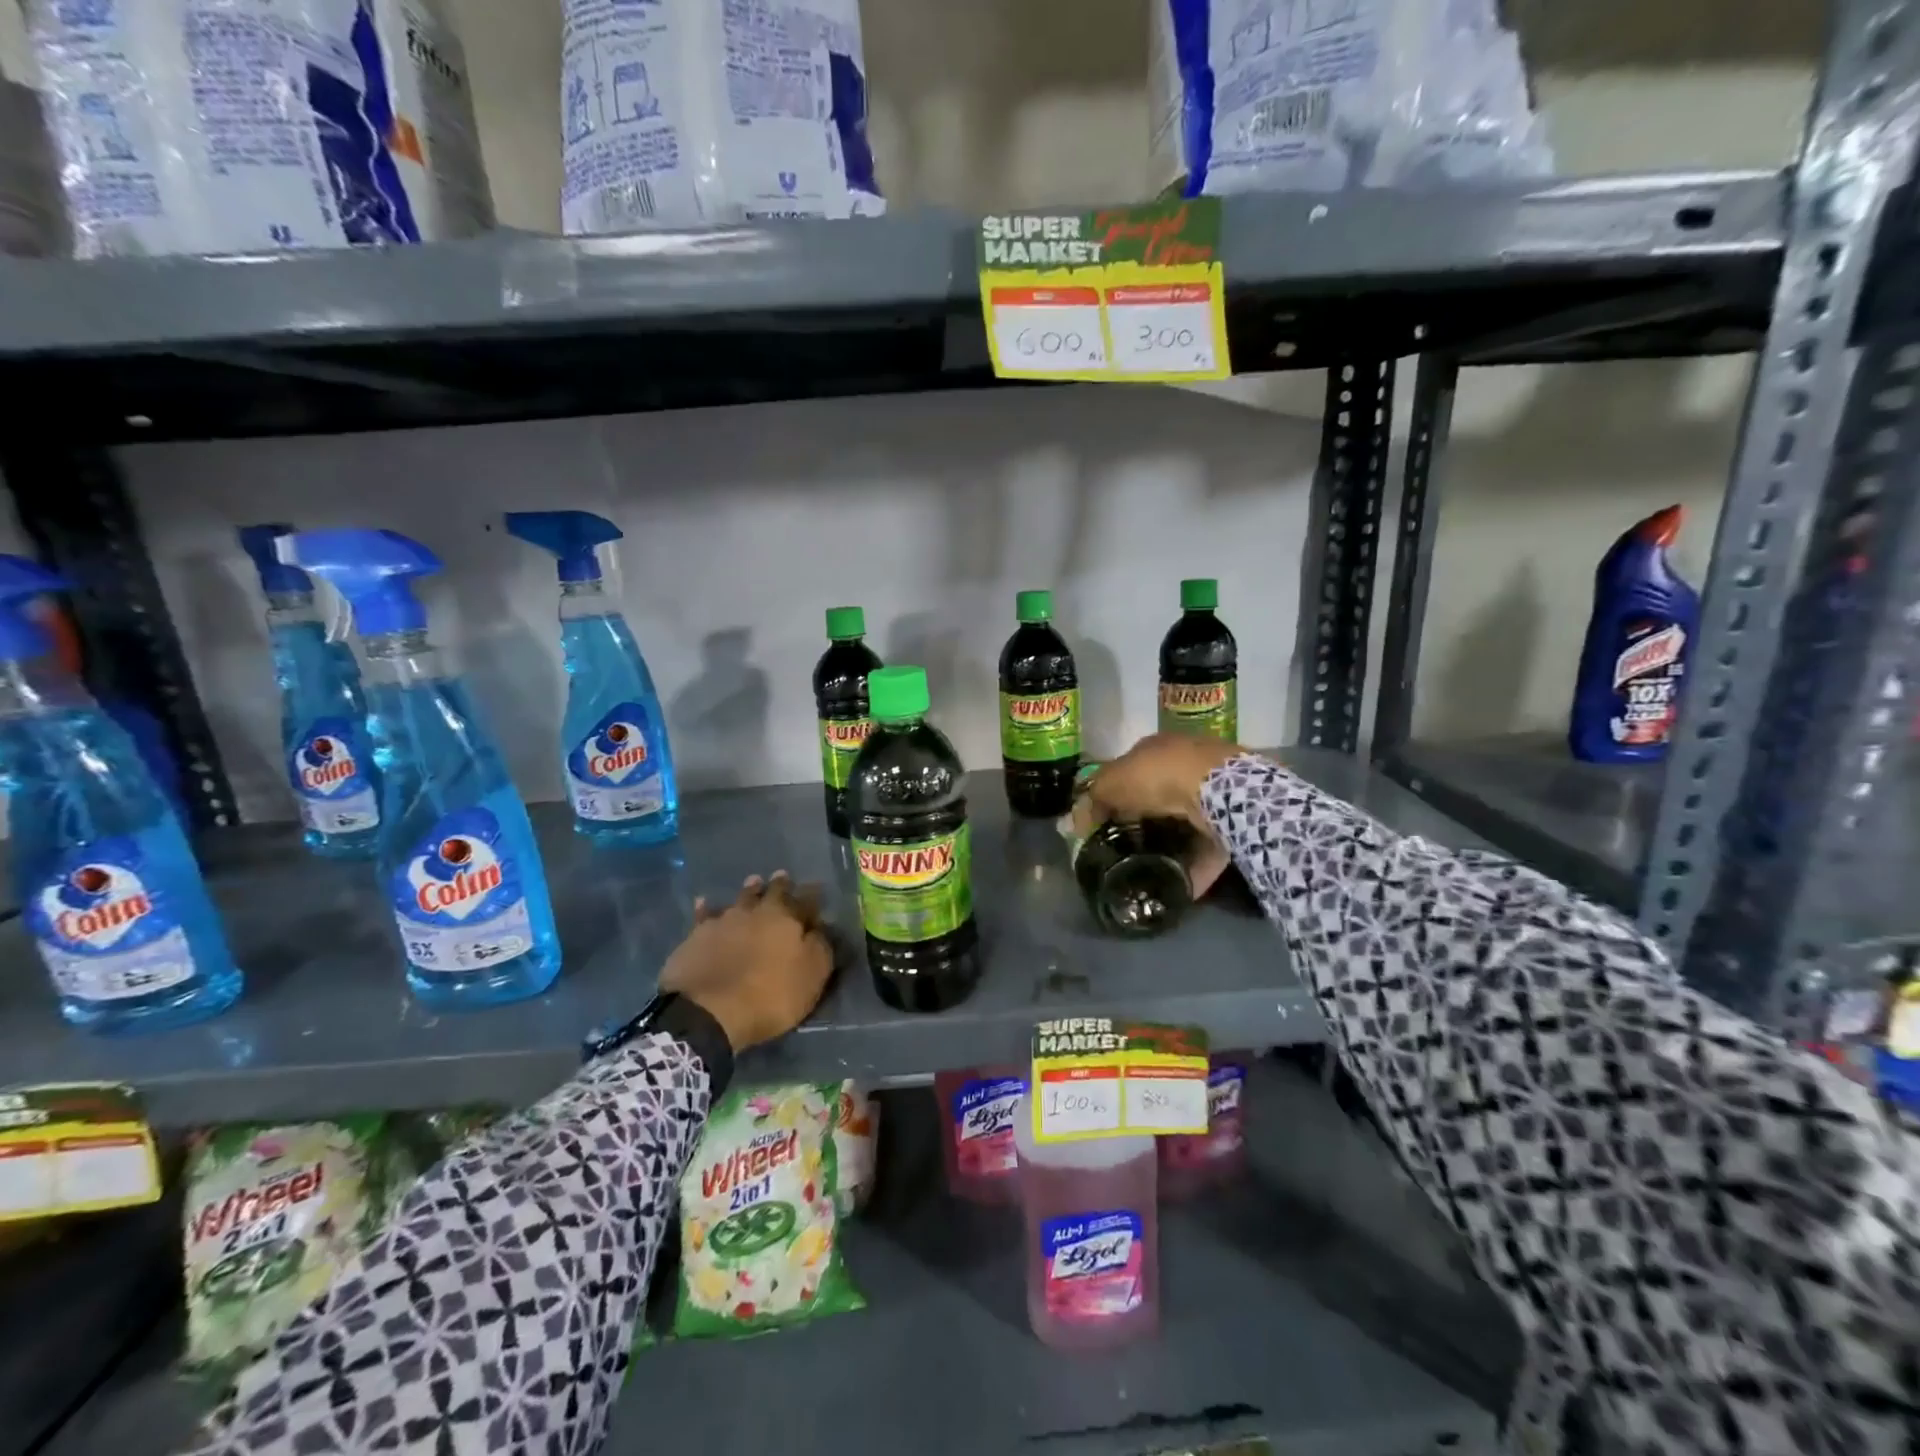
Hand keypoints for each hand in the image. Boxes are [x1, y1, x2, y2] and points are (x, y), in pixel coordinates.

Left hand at [660, 872, 834, 1052]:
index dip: (813, 894)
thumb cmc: (770, 996)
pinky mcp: (697, 935)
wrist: (707, 1011)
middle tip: (783, 876)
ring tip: (754, 882)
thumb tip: (820, 926)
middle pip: (771, 891)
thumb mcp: (811, 976)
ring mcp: (724, 920)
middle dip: (780, 884)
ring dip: (749, 890)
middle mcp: (757, 911)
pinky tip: (704, 902)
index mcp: (788, 918)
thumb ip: (820, 946)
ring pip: (741, 898)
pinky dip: (706, 908)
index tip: (817, 888)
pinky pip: (704, 915)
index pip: (807, 899)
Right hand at [1074, 733, 1241, 896]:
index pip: (1129, 771)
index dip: (1114, 796)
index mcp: (1155, 749)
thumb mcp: (1110, 784)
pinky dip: (1195, 869)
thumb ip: (1092, 801)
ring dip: (1171, 847)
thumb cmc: (1157, 777)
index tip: (1104, 824)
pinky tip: (1179, 888)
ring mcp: (1211, 793)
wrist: (1217, 790)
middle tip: (1126, 850)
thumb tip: (1076, 824)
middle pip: (1158, 798)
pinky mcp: (1231, 822)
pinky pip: (1207, 849)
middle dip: (1144, 823)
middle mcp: (1185, 765)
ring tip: (1151, 873)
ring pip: (1184, 824)